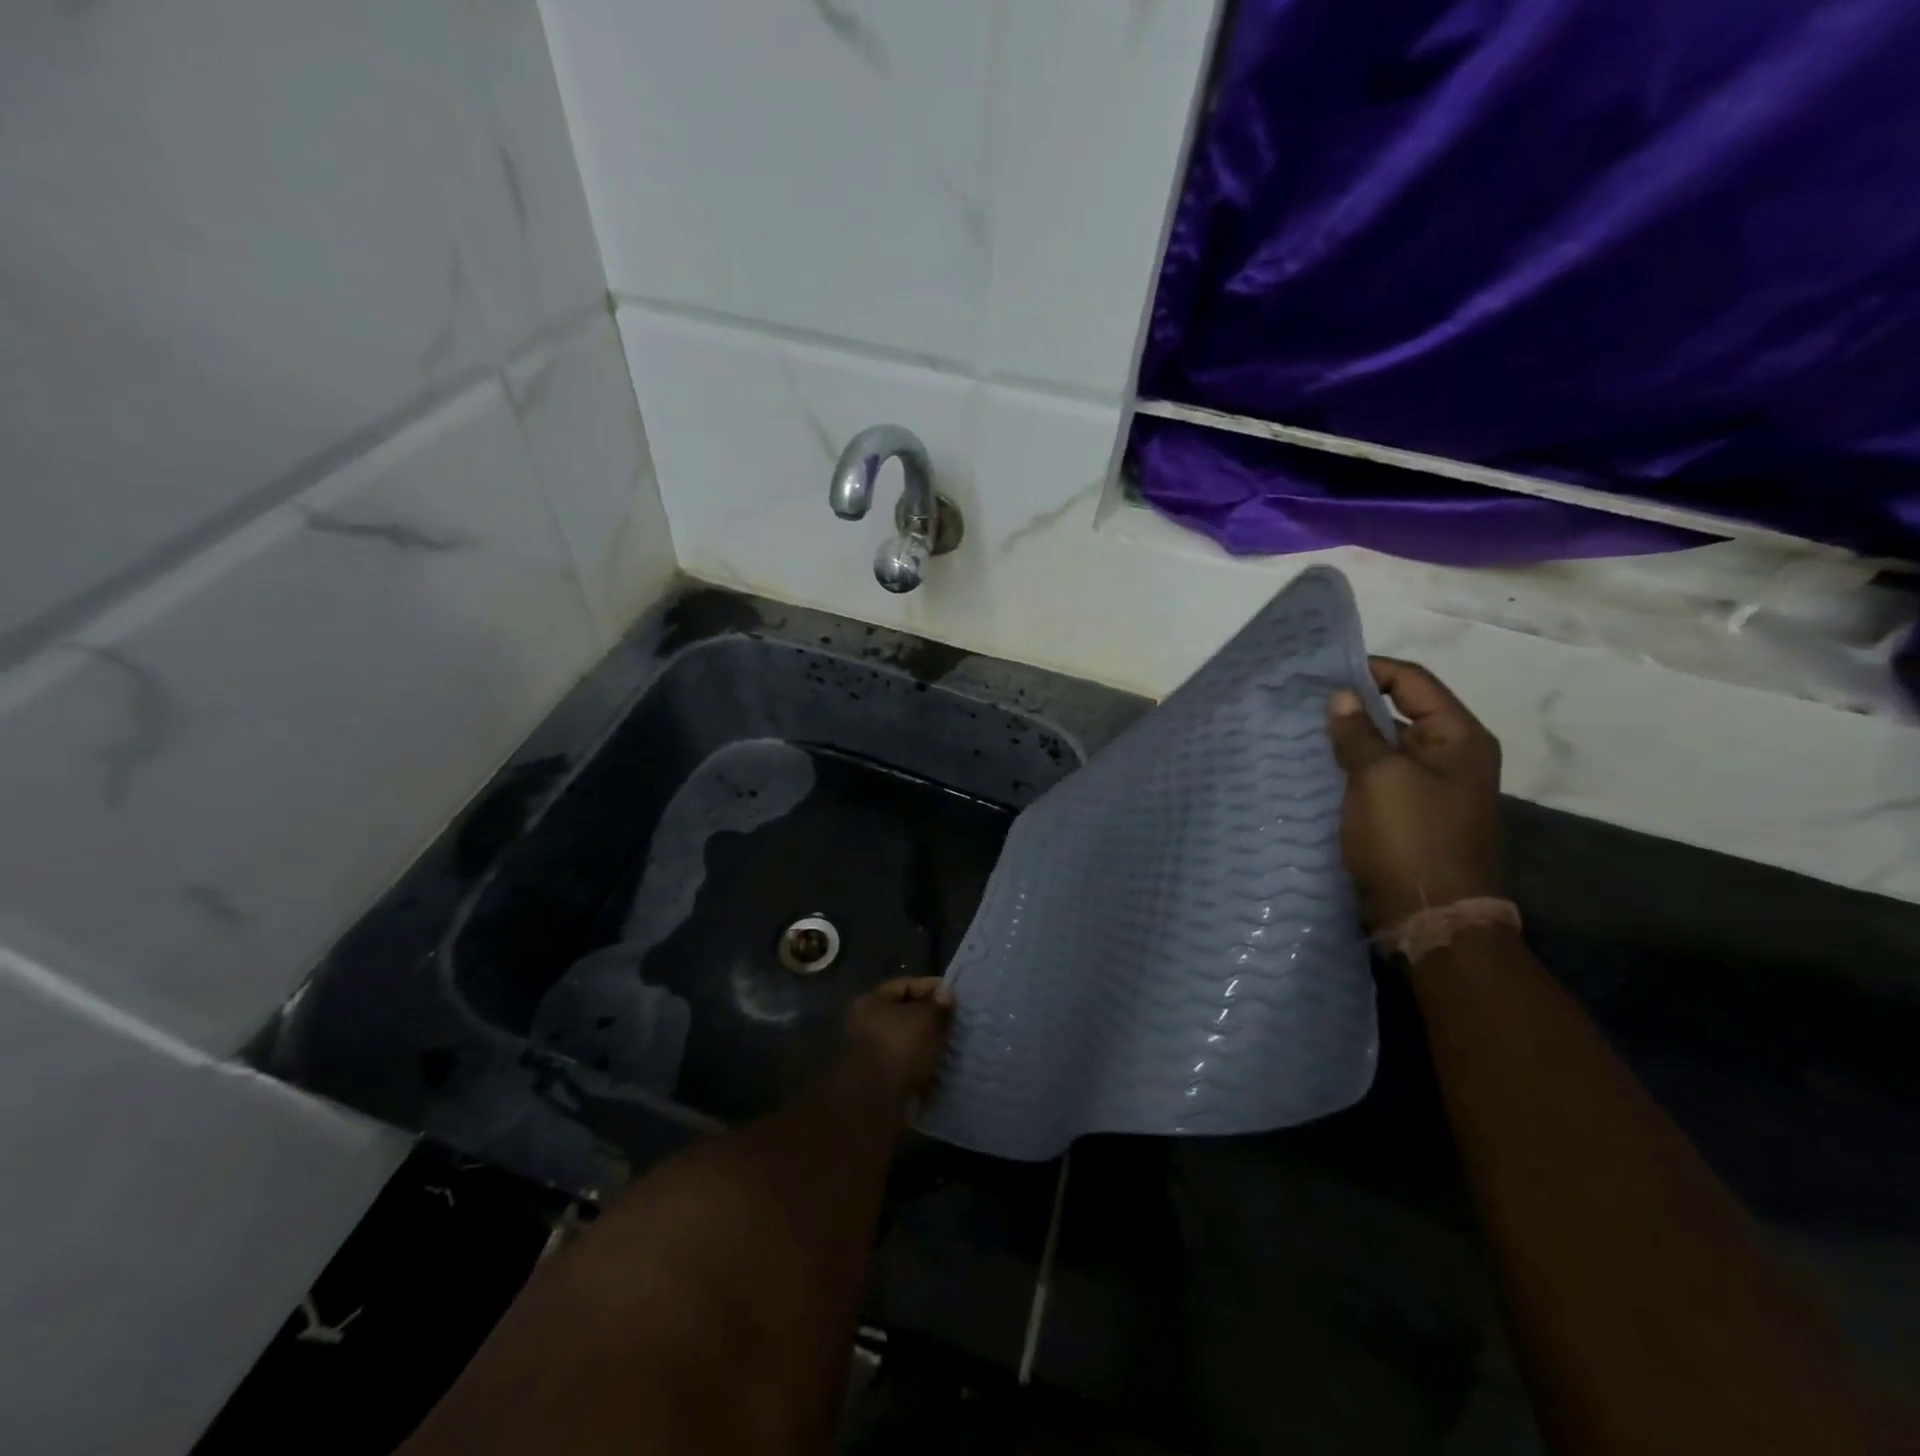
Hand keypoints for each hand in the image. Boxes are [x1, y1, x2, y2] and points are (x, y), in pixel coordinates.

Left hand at [840, 976, 954, 1103]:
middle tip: (956, 1022)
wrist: (876, 1103)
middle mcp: (865, 1025)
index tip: (955, 996)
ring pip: (906, 1043)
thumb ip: (939, 1006)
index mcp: (871, 1002)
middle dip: (930, 1018)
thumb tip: (947, 995)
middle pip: (904, 1015)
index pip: (905, 985)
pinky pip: (906, 1067)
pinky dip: (922, 1067)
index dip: (931, 987)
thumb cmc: (899, 1048)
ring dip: (927, 1045)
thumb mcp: (926, 1020)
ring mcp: (870, 1055)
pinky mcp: (878, 1082)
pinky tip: (942, 1069)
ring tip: (953, 1046)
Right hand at [1325, 657, 1503, 929]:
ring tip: (1300, 731)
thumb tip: (1341, 697)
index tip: (1322, 671)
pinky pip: (1375, 779)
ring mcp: (1430, 789)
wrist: (1430, 918)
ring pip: (1383, 748)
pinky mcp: (1408, 816)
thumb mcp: (1380, 778)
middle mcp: (1450, 757)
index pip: (1413, 682)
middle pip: (1399, 712)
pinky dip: (1348, 770)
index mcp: (1459, 738)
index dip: (1370, 669)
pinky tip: (1313, 769)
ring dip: (1347, 740)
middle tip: (1302, 701)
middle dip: (1353, 706)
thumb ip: (1358, 733)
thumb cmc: (1411, 839)